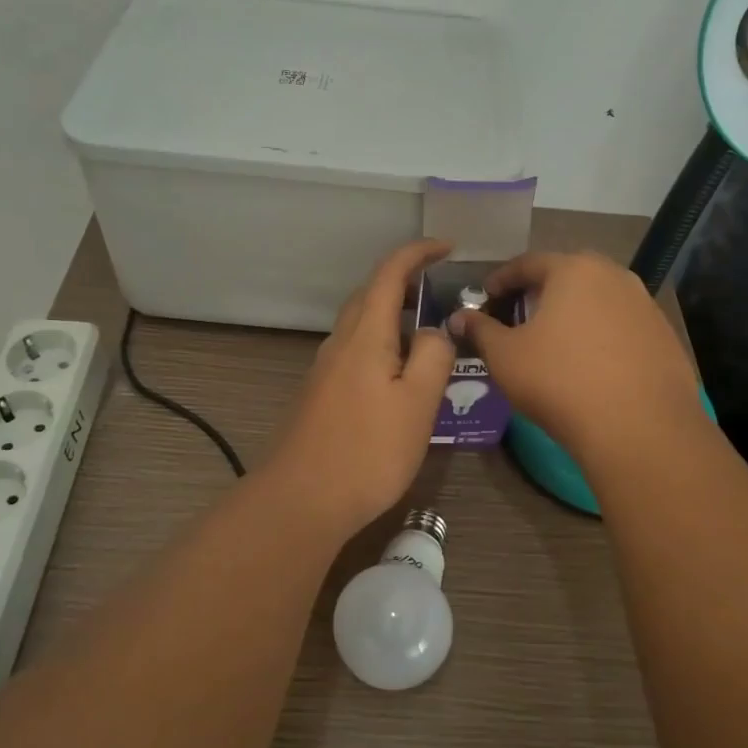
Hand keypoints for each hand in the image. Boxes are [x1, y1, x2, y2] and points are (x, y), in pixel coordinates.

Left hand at [260, 239, 456, 533]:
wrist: (300, 500)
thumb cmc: (367, 450)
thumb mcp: (417, 403)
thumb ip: (433, 357)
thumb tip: (435, 331)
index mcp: (365, 335)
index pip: (390, 274)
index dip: (417, 253)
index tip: (447, 247)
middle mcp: (340, 343)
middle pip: (371, 296)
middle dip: (405, 283)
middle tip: (442, 292)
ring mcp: (326, 369)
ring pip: (363, 327)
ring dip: (394, 319)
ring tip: (430, 338)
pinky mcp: (321, 395)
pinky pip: (356, 353)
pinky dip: (383, 348)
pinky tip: (401, 379)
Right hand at [447, 252, 698, 464]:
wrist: (639, 429)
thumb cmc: (560, 381)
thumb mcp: (505, 356)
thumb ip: (480, 330)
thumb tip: (459, 318)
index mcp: (574, 269)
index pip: (528, 263)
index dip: (501, 279)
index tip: (486, 297)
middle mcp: (615, 276)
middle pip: (568, 276)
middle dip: (541, 292)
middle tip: (520, 315)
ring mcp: (646, 306)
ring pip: (599, 300)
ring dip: (575, 314)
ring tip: (556, 341)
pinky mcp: (665, 337)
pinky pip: (623, 327)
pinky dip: (602, 336)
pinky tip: (592, 365)